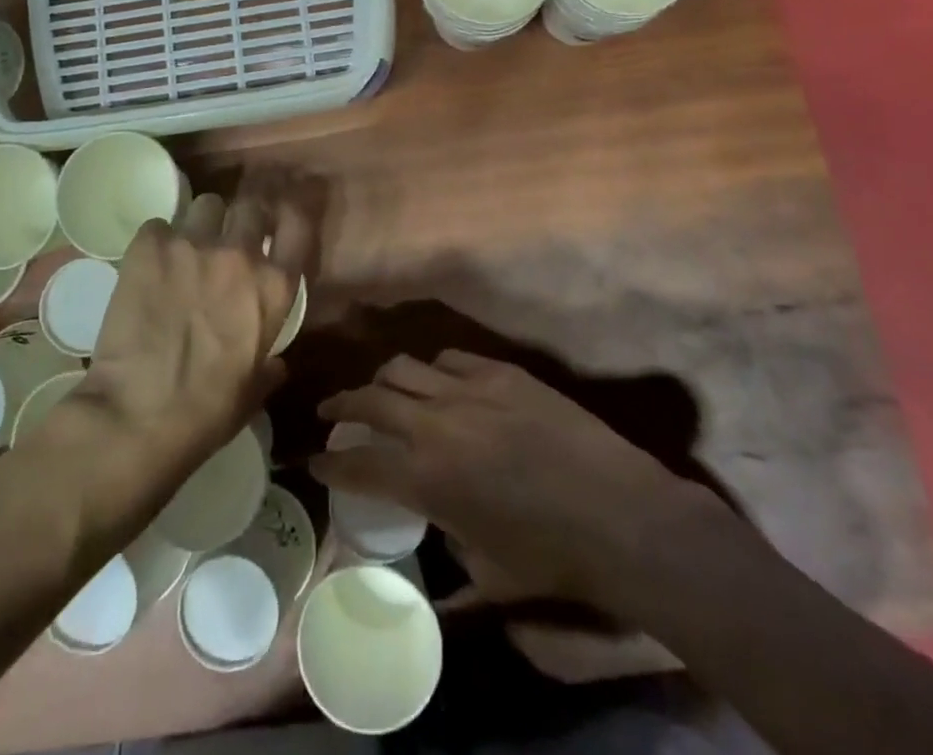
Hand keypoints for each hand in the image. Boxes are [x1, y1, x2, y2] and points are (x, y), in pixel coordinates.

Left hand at [75, 176, 314, 485]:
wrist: (138, 415)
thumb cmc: (206, 412)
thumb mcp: (253, 391)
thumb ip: (269, 366)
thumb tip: (276, 364)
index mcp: (274, 287)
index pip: (298, 223)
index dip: (291, 214)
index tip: (279, 221)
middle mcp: (240, 253)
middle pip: (250, 204)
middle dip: (242, 216)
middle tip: (229, 236)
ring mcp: (194, 244)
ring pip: (206, 204)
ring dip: (201, 223)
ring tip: (186, 248)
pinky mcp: (150, 246)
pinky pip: (158, 225)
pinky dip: (157, 241)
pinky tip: (148, 265)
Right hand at [313, 352, 724, 615]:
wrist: (619, 514)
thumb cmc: (552, 556)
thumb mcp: (488, 574)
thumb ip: (448, 556)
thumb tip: (434, 540)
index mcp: (427, 480)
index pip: (358, 463)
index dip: (329, 461)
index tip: (313, 457)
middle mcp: (436, 425)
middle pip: (370, 399)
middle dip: (341, 405)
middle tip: (329, 410)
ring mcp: (469, 390)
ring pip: (404, 367)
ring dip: (383, 379)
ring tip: (379, 389)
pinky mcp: (500, 371)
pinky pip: (450, 358)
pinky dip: (432, 369)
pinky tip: (436, 380)